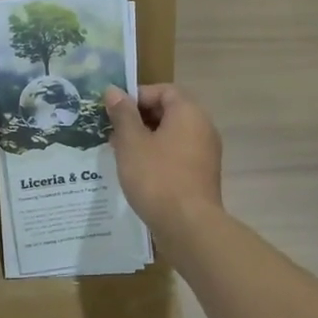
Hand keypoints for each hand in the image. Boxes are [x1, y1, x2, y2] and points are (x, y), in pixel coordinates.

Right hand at [104, 84, 223, 241]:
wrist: (188, 226)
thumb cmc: (157, 177)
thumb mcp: (131, 142)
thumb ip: (122, 114)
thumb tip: (113, 90)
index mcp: (188, 113)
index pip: (163, 90)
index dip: (137, 96)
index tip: (115, 112)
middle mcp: (202, 128)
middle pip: (168, 111)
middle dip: (138, 119)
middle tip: (113, 133)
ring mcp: (204, 153)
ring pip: (170, 134)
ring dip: (145, 139)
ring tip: (120, 153)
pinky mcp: (201, 175)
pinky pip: (176, 154)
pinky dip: (157, 156)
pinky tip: (137, 172)